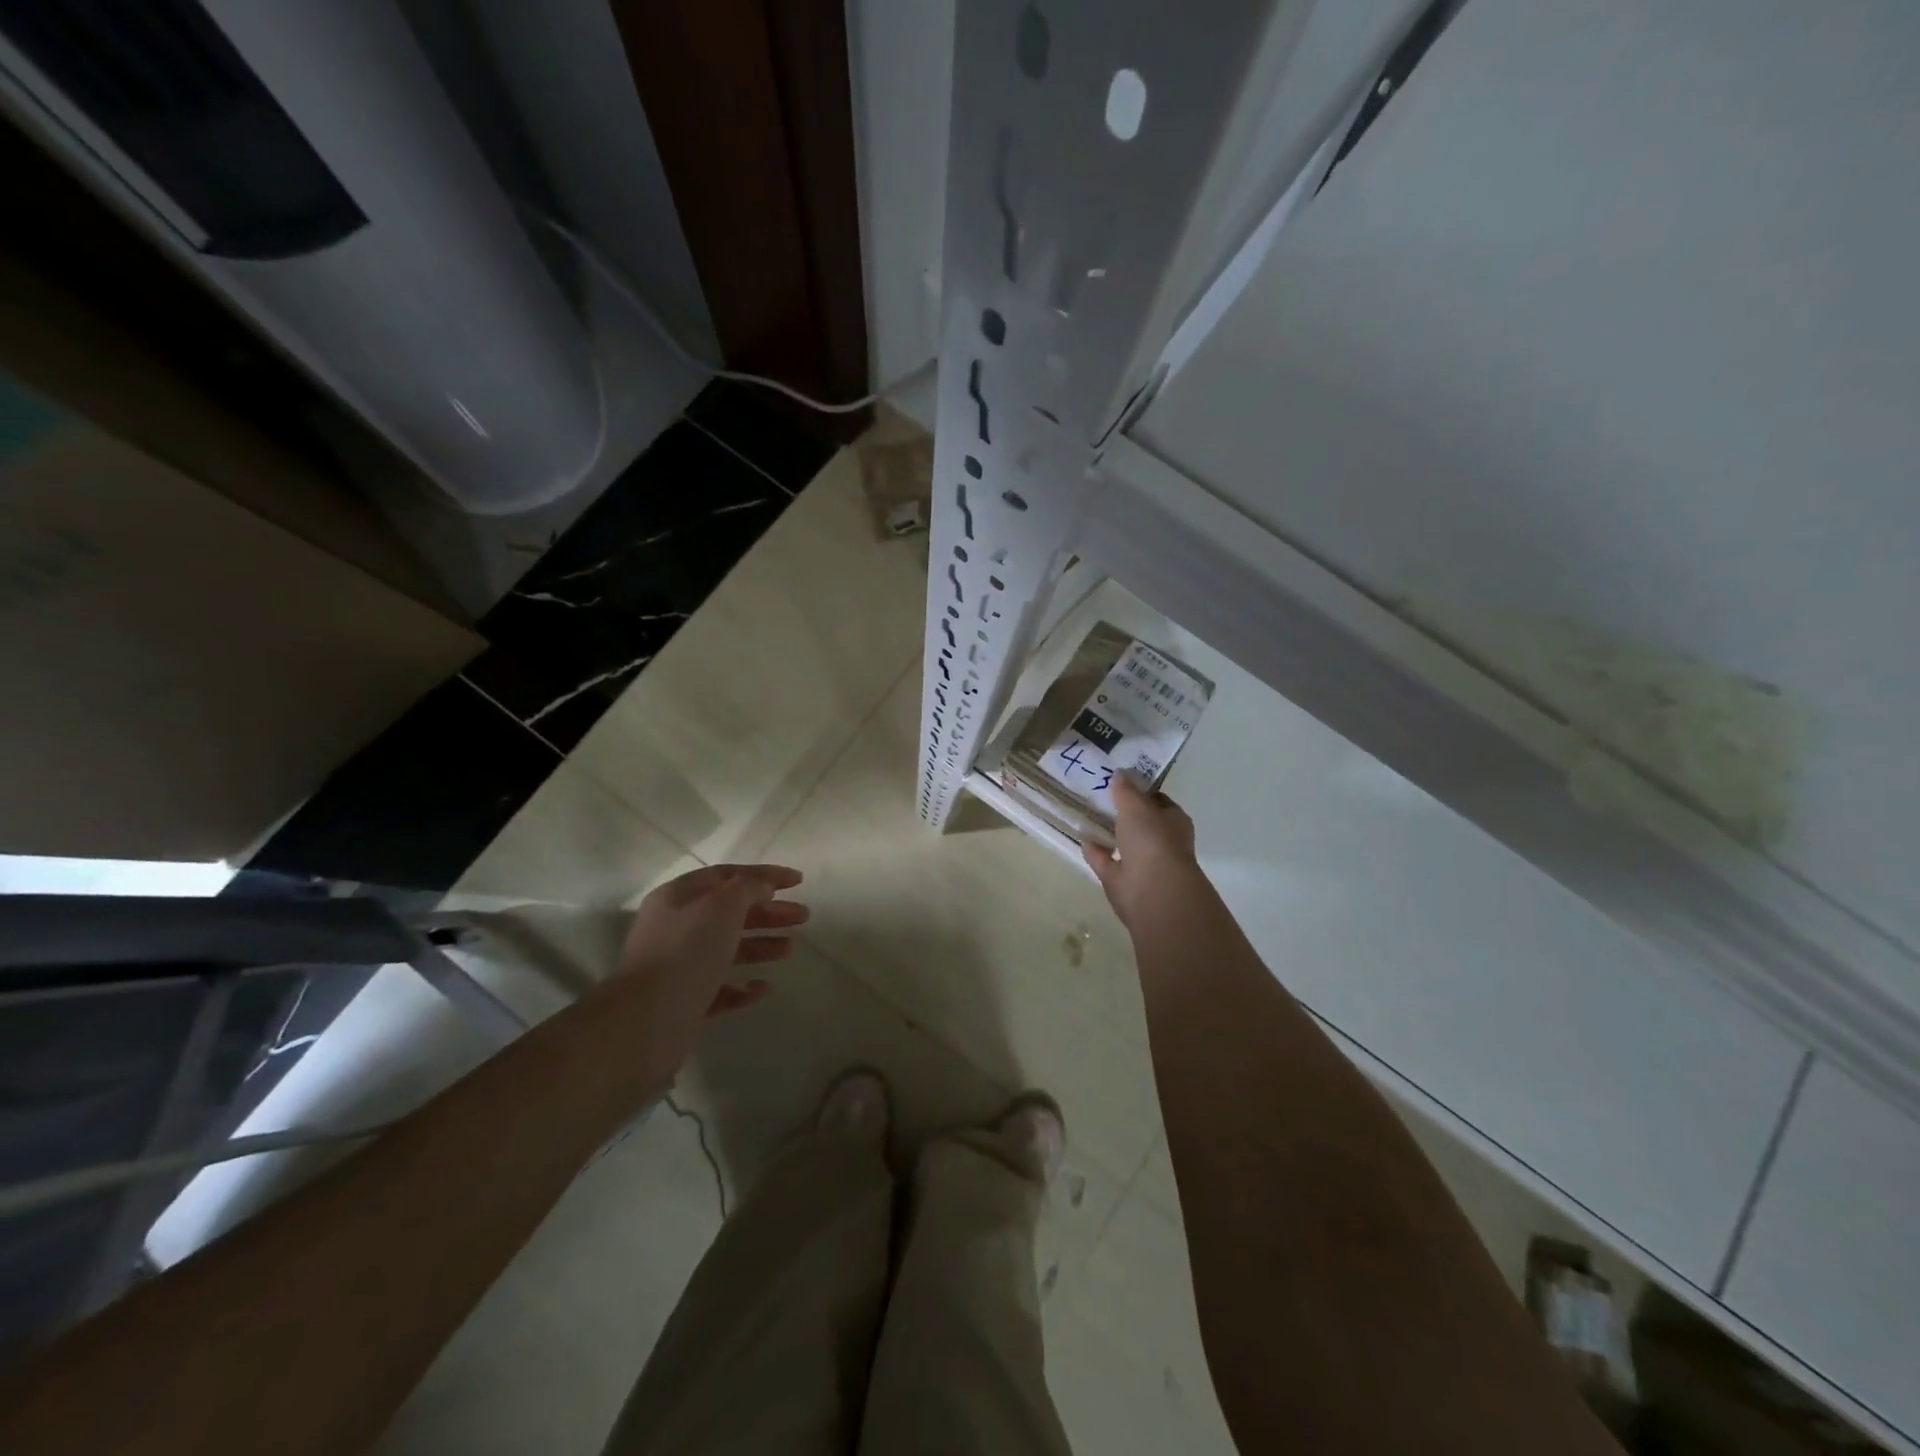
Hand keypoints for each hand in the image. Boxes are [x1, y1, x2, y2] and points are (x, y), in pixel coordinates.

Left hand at [614, 864, 808, 1065]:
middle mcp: (676, 927)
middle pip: (730, 912)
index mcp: (679, 898)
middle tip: (803, 916)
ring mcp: (679, 966)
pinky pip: (720, 988)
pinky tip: (763, 988)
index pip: (726, 875)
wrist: (646, 1022)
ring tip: (789, 950)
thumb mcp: (722, 906)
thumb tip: (763, 885)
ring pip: (727, 949)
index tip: (798, 881)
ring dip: (761, 945)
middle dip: (768, 912)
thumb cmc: (687, 952)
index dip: (764, 875)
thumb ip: (748, 888)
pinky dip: (743, 987)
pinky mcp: (685, 1002)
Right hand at [1083, 775, 1200, 928]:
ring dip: (1108, 833)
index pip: (1158, 801)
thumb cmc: (1152, 839)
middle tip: (1099, 796)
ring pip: (1123, 843)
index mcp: (1173, 821)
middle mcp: (1161, 842)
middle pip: (1140, 822)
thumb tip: (1120, 774)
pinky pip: (1106, 861)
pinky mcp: (1123, 881)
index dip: (1141, 791)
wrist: (1153, 890)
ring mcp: (1142, 863)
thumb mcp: (1136, 806)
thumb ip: (1126, 790)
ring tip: (1086, 815)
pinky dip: (1096, 851)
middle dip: (1123, 812)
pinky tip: (1082, 838)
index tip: (1120, 781)